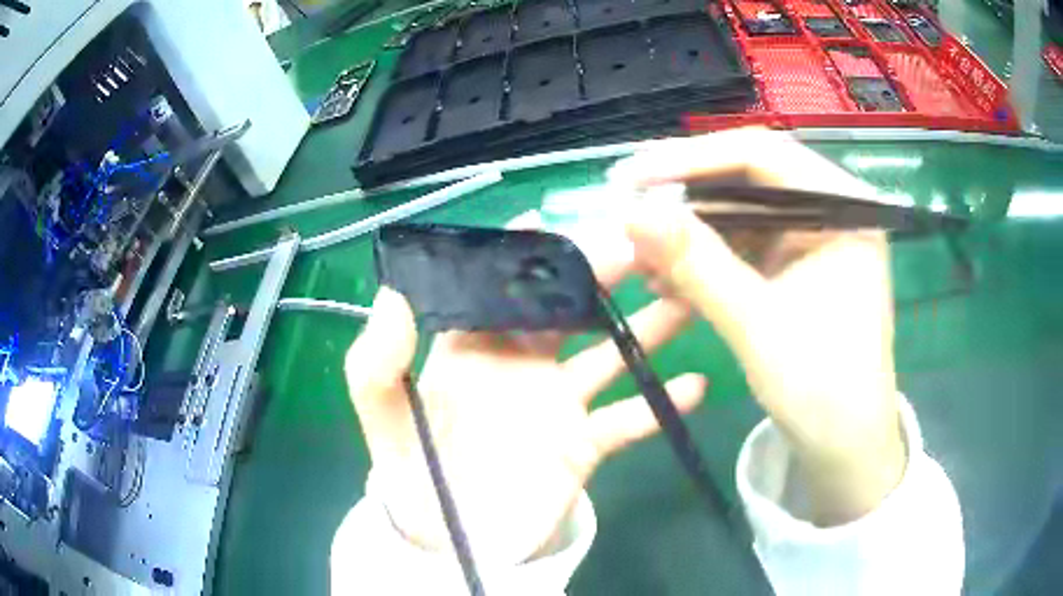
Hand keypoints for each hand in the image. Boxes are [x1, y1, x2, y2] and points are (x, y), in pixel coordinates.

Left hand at [344, 240, 702, 563]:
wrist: (451, 539)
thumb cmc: (414, 474)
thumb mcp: (383, 418)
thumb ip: (377, 362)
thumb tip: (393, 294)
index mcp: (472, 350)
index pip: (497, 289)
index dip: (517, 256)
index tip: (545, 222)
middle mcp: (520, 366)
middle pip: (564, 311)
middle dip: (596, 277)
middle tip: (634, 247)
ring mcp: (558, 405)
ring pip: (609, 355)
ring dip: (647, 328)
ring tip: (687, 298)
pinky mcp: (583, 445)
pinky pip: (627, 420)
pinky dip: (660, 405)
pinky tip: (696, 385)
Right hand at [611, 128, 905, 525]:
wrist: (844, 446)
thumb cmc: (822, 390)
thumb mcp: (757, 325)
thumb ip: (697, 264)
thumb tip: (631, 213)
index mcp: (843, 209)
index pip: (762, 154)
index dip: (691, 159)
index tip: (631, 176)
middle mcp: (829, 210)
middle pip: (748, 178)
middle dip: (685, 197)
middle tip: (627, 212)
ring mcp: (812, 236)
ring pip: (739, 211)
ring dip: (689, 231)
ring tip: (641, 255)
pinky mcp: (795, 263)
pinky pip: (742, 243)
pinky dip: (704, 257)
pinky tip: (667, 275)